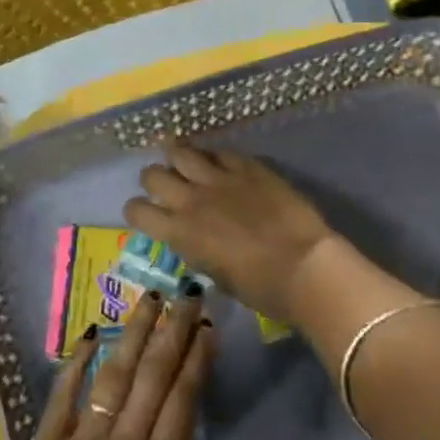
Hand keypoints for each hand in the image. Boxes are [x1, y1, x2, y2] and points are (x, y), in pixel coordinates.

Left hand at [0, 291, 246, 439]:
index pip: (183, 402)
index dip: (197, 361)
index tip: (208, 327)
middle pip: (154, 377)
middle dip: (174, 332)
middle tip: (188, 294)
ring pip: (115, 375)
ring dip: (134, 334)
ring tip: (151, 299)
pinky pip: (64, 395)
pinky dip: (77, 362)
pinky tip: (91, 333)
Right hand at [124, 144, 338, 321]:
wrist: (303, 266)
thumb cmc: (260, 287)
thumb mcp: (215, 274)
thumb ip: (197, 249)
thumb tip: (195, 237)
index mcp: (178, 232)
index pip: (136, 211)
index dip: (137, 211)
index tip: (147, 214)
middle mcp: (190, 200)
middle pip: (152, 174)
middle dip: (154, 179)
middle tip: (168, 186)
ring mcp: (219, 179)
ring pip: (180, 151)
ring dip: (179, 157)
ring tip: (186, 162)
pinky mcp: (248, 167)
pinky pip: (221, 152)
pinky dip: (216, 158)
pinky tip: (223, 164)